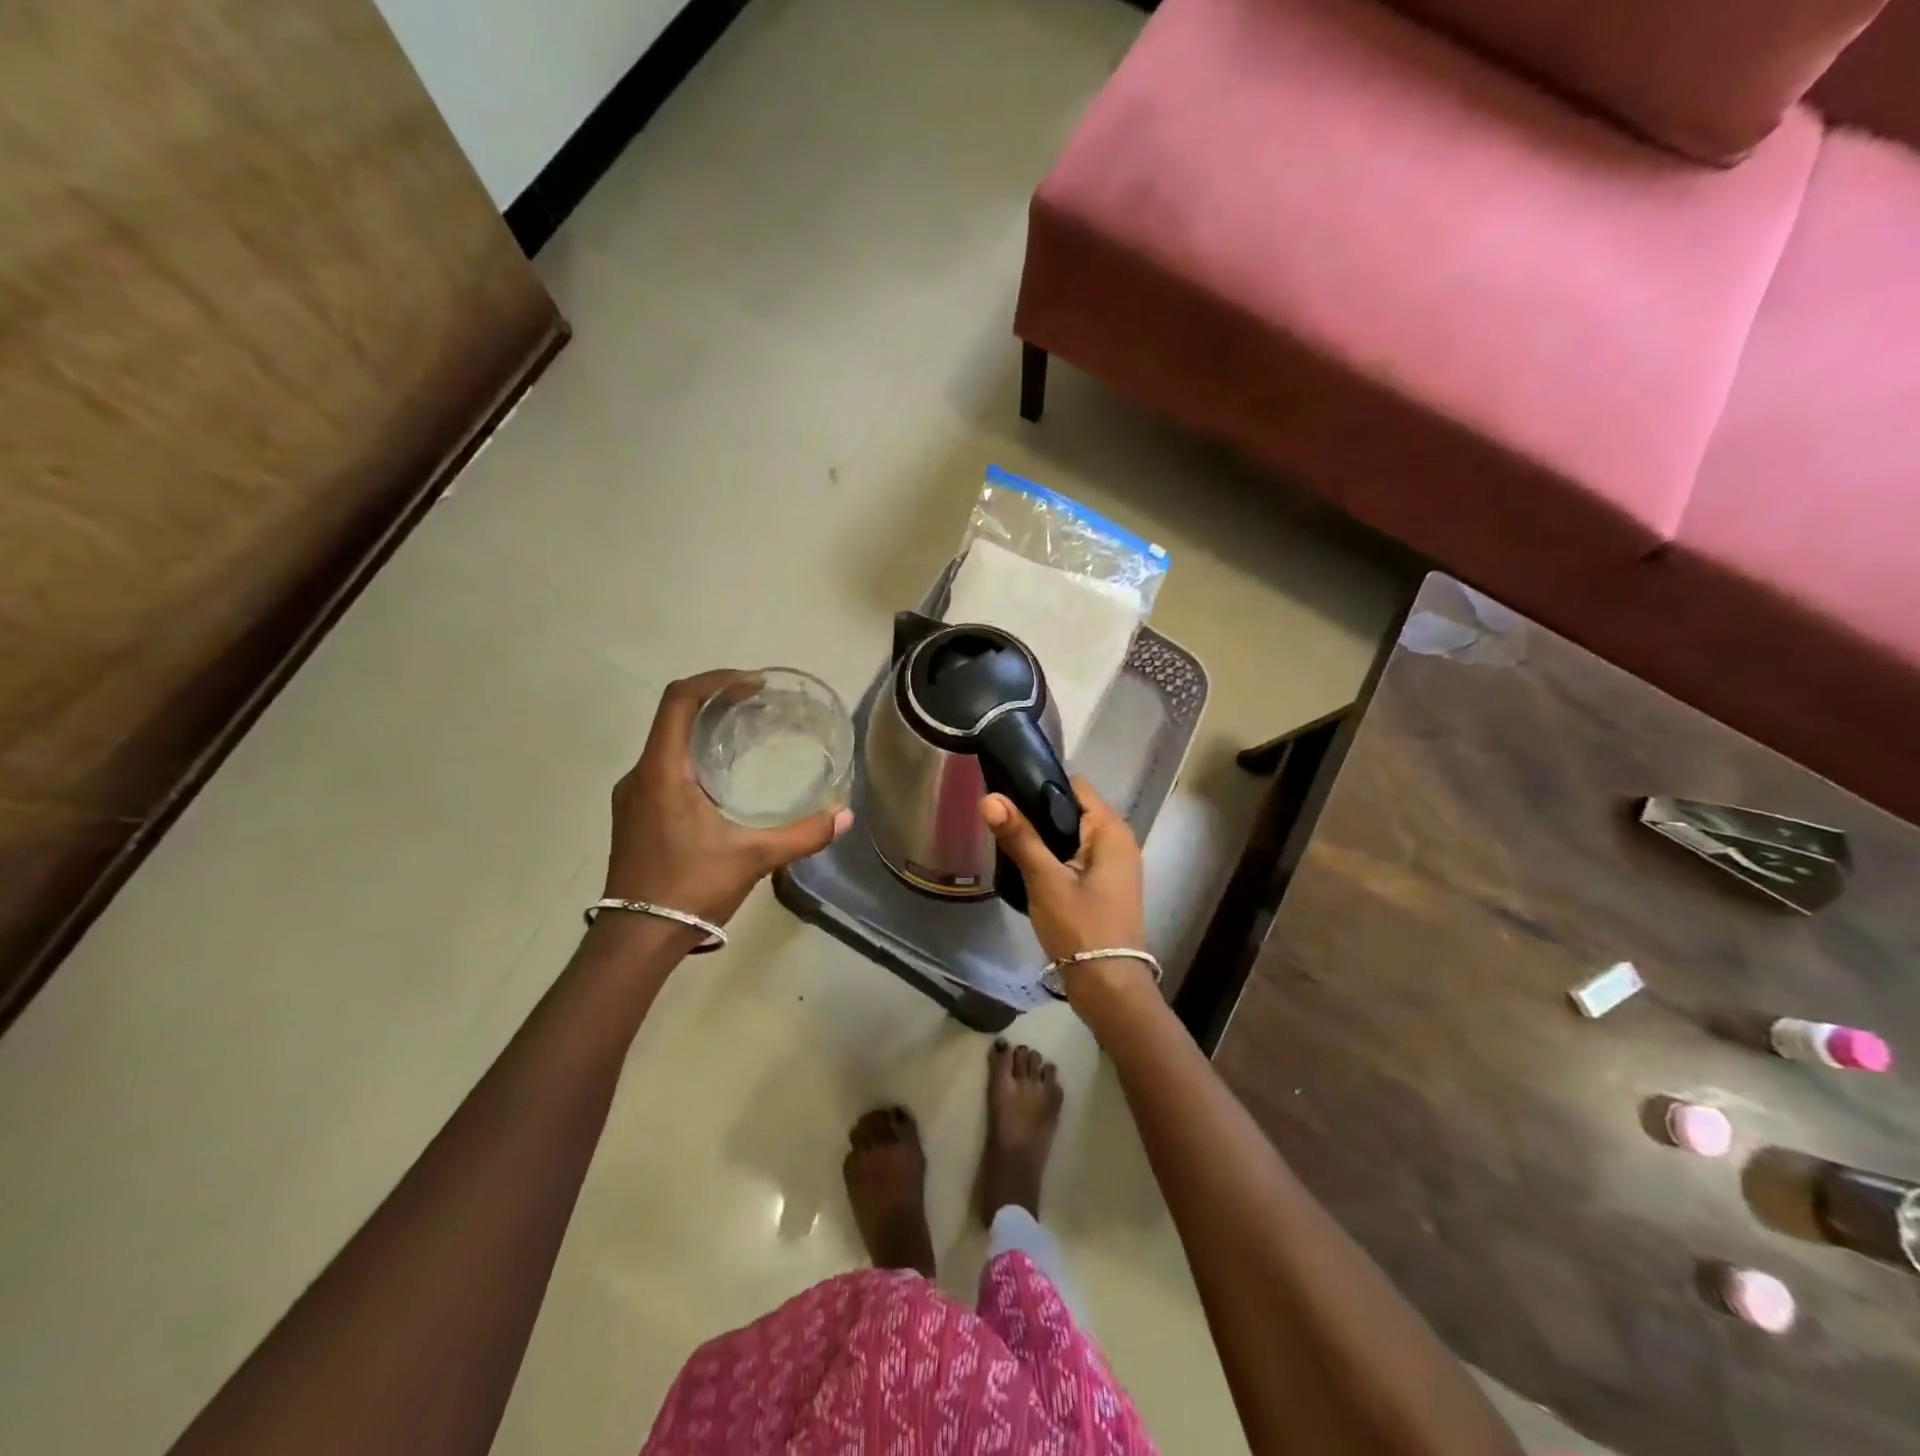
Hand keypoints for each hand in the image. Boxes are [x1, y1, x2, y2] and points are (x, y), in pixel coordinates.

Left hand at [605, 671, 851, 925]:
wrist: (636, 939)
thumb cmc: (689, 888)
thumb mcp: (753, 858)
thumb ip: (802, 835)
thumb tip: (845, 816)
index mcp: (662, 772)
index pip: (679, 700)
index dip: (716, 681)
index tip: (753, 684)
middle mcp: (640, 775)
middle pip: (673, 716)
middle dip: (715, 701)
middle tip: (758, 705)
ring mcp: (633, 796)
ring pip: (667, 743)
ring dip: (702, 729)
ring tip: (744, 735)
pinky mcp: (634, 815)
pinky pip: (663, 767)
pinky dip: (692, 756)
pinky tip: (722, 779)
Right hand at [980, 778, 1152, 1000]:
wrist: (1108, 986)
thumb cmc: (1080, 926)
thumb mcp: (1045, 879)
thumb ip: (1019, 837)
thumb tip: (989, 798)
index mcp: (1111, 830)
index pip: (1074, 786)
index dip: (1040, 782)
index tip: (1005, 789)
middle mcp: (1119, 840)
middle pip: (1072, 809)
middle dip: (1038, 811)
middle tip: (1000, 817)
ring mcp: (1115, 864)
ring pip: (1073, 834)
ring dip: (1045, 836)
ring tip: (1008, 838)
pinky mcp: (1107, 885)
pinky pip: (1077, 855)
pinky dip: (1055, 855)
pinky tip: (1029, 866)